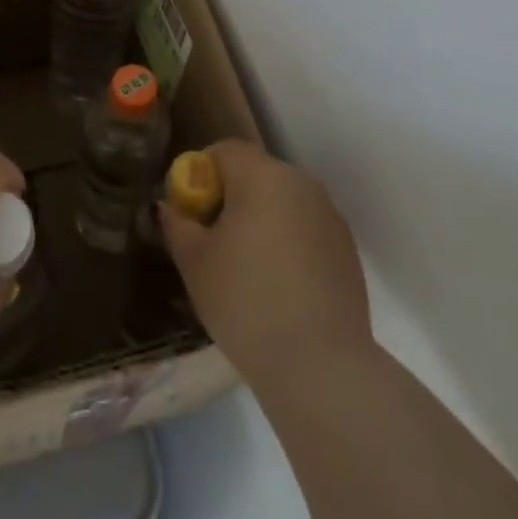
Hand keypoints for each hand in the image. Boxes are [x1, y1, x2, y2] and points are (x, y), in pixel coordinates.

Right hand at [160, 140, 370, 390]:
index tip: (190, 213)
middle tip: (212, 240)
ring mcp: (329, 216)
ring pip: (282, 202)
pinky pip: (305, 229)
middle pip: (255, 173)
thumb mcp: (194, 261)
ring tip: (246, 267)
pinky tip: (278, 286)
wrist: (320, 367)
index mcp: (262, 175)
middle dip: (230, 197)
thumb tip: (170, 208)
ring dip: (260, 219)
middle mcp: (301, 183)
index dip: (200, 174)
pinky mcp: (347, 250)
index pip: (223, 151)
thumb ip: (177, 224)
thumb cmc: (245, 301)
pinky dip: (287, 243)